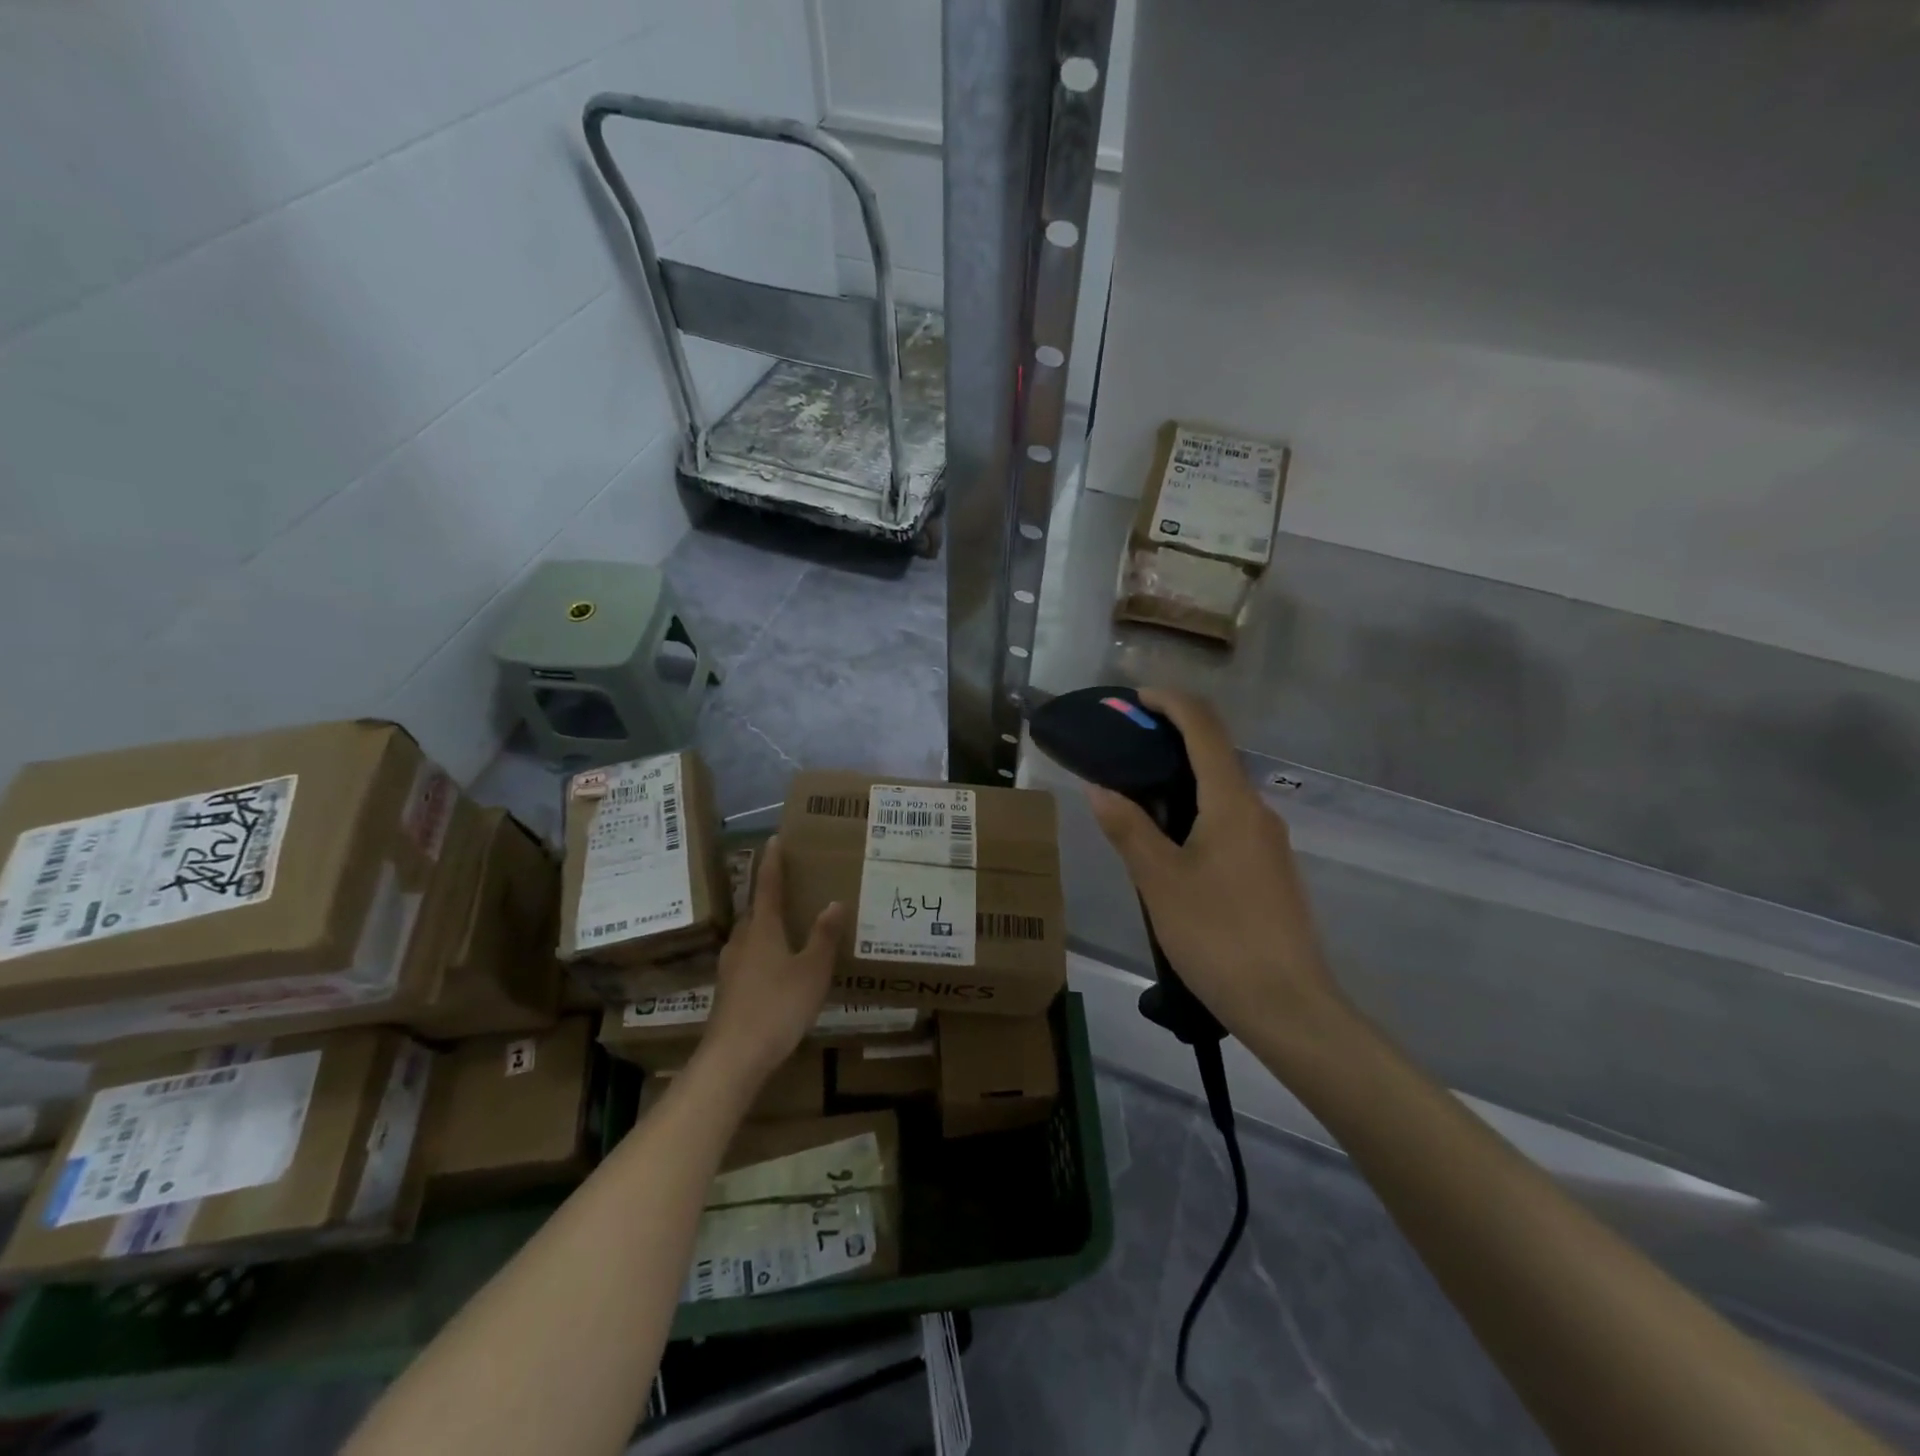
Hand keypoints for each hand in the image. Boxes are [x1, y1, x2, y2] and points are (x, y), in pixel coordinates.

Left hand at [700, 835, 842, 1083]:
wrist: (733, 1058)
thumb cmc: (777, 1006)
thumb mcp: (812, 971)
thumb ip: (823, 937)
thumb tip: (834, 902)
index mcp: (762, 928)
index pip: (768, 886)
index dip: (773, 862)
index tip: (775, 838)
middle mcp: (742, 940)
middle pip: (756, 909)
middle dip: (770, 894)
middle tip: (792, 883)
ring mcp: (731, 966)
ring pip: (750, 934)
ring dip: (766, 923)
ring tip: (787, 923)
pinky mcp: (729, 989)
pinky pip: (748, 956)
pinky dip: (763, 949)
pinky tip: (776, 964)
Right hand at [1084, 689, 1342, 1043]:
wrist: (1288, 1005)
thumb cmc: (1218, 936)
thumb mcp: (1159, 881)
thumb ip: (1128, 828)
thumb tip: (1100, 787)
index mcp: (1232, 803)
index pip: (1204, 728)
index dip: (1171, 703)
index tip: (1135, 699)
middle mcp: (1257, 811)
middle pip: (1215, 754)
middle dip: (1170, 740)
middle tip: (1123, 750)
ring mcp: (1268, 842)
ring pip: (1221, 791)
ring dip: (1180, 778)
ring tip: (1135, 797)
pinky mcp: (1269, 869)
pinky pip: (1229, 819)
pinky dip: (1195, 810)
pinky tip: (1169, 843)